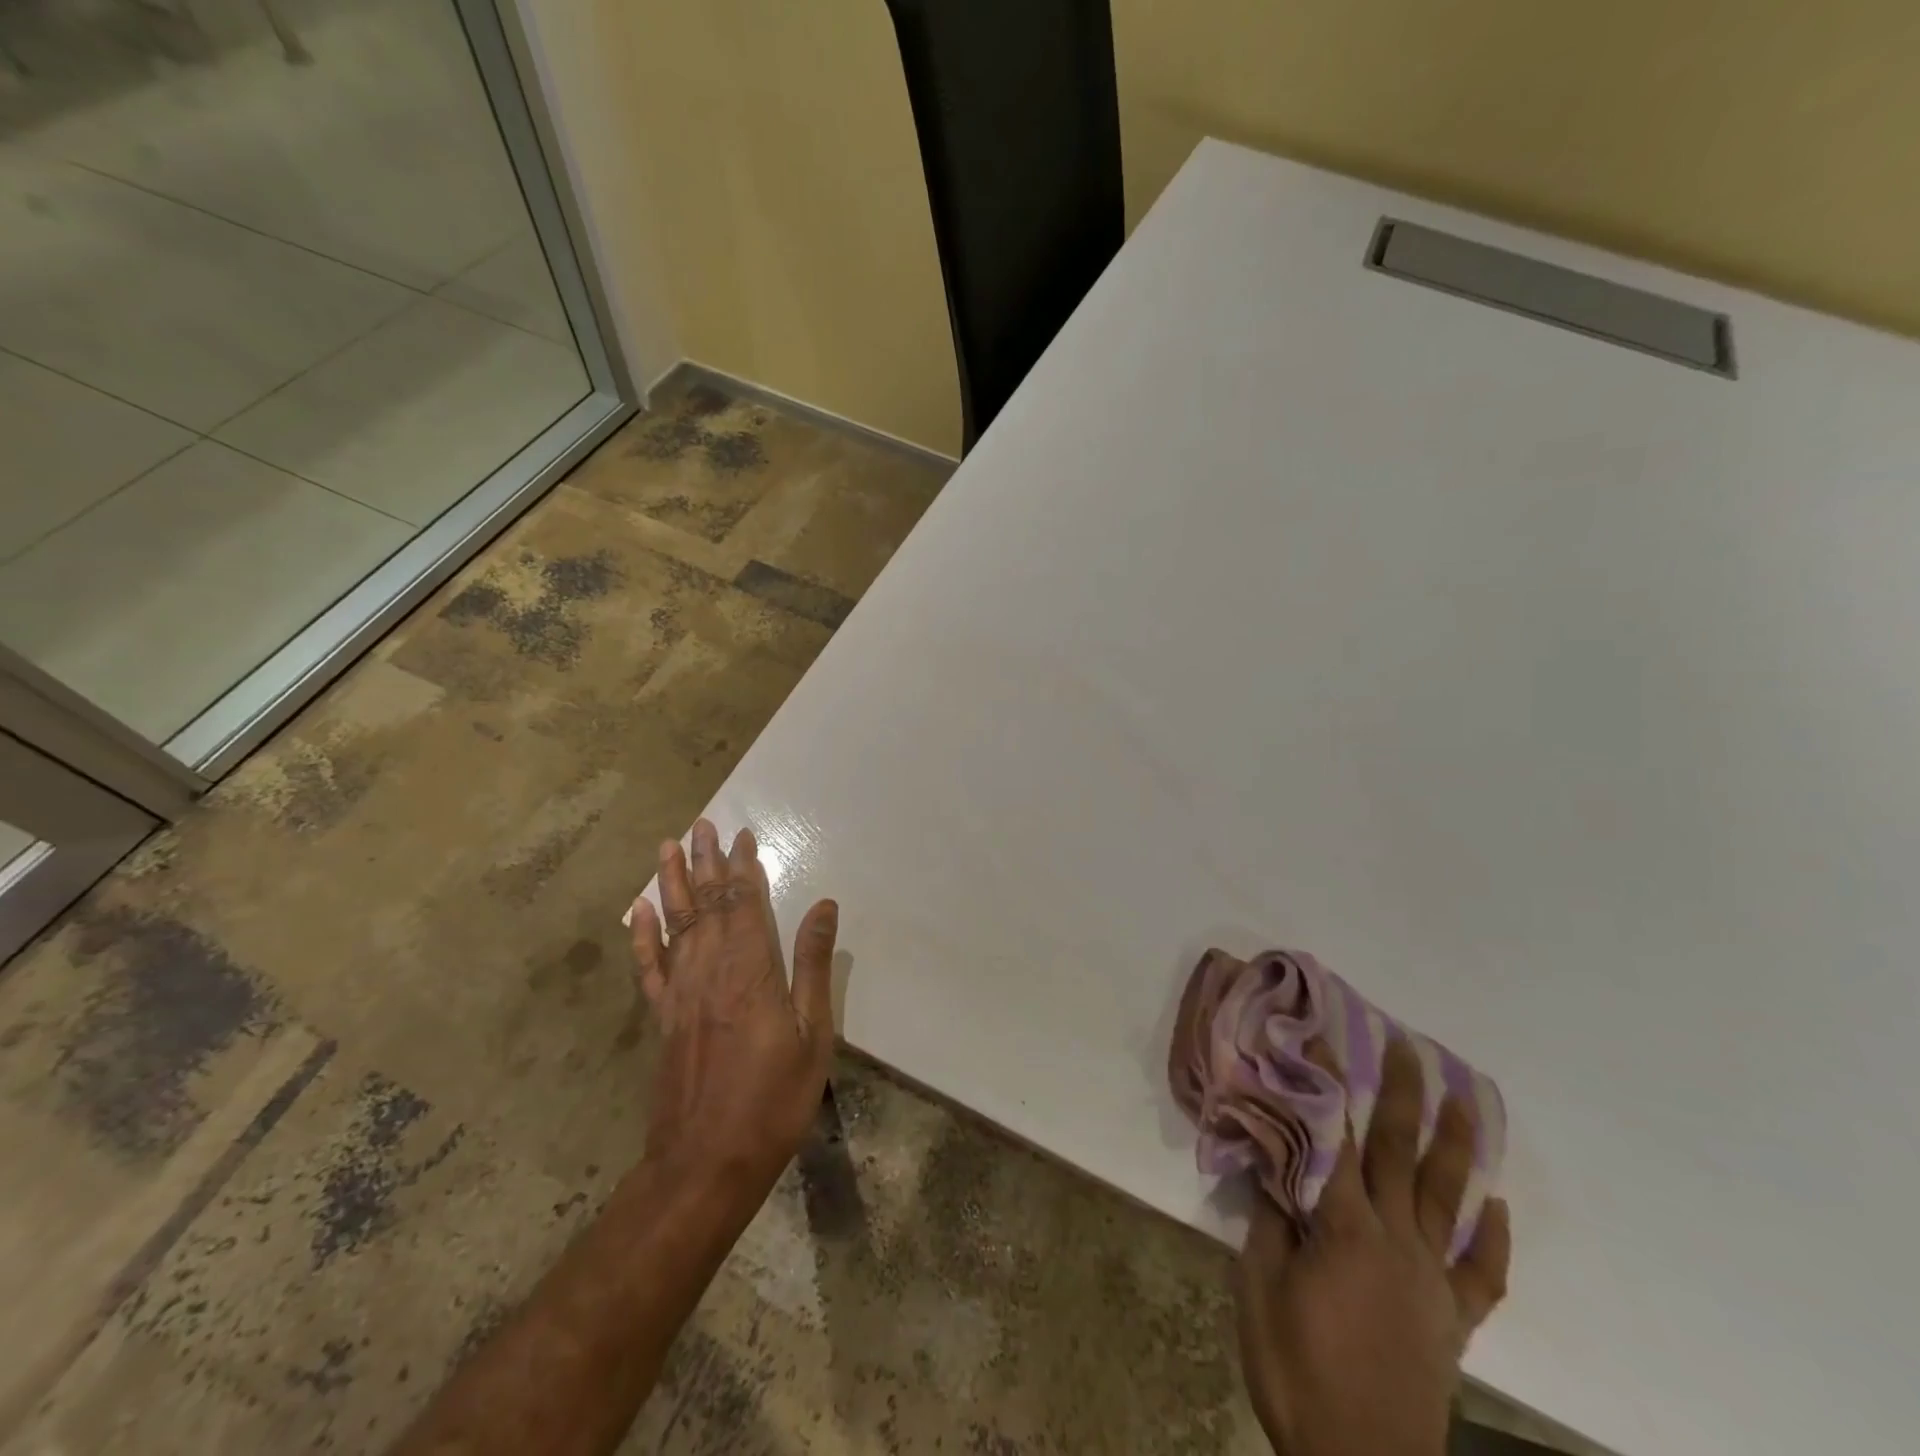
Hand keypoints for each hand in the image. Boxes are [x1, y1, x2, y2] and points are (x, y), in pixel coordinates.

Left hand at [628, 818, 840, 1196]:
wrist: (706, 1162)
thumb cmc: (773, 1099)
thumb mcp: (813, 1034)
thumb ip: (813, 965)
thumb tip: (823, 905)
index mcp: (751, 970)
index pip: (744, 904)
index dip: (742, 868)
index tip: (741, 836)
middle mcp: (710, 970)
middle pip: (706, 904)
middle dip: (705, 861)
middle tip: (701, 825)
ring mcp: (680, 993)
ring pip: (675, 924)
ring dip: (672, 883)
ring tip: (667, 847)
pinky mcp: (662, 1018)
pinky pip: (649, 966)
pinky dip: (643, 935)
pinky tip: (639, 911)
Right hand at [1236, 1036, 1511, 1455]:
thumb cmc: (1297, 1368)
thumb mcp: (1260, 1286)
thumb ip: (1271, 1219)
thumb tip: (1273, 1163)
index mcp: (1346, 1228)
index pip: (1337, 1139)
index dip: (1329, 1086)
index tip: (1325, 1038)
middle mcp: (1397, 1241)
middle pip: (1402, 1154)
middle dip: (1403, 1096)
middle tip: (1409, 1048)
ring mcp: (1431, 1280)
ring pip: (1448, 1198)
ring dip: (1456, 1146)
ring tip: (1466, 1101)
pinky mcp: (1451, 1319)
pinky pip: (1481, 1274)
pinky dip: (1494, 1239)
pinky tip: (1498, 1208)